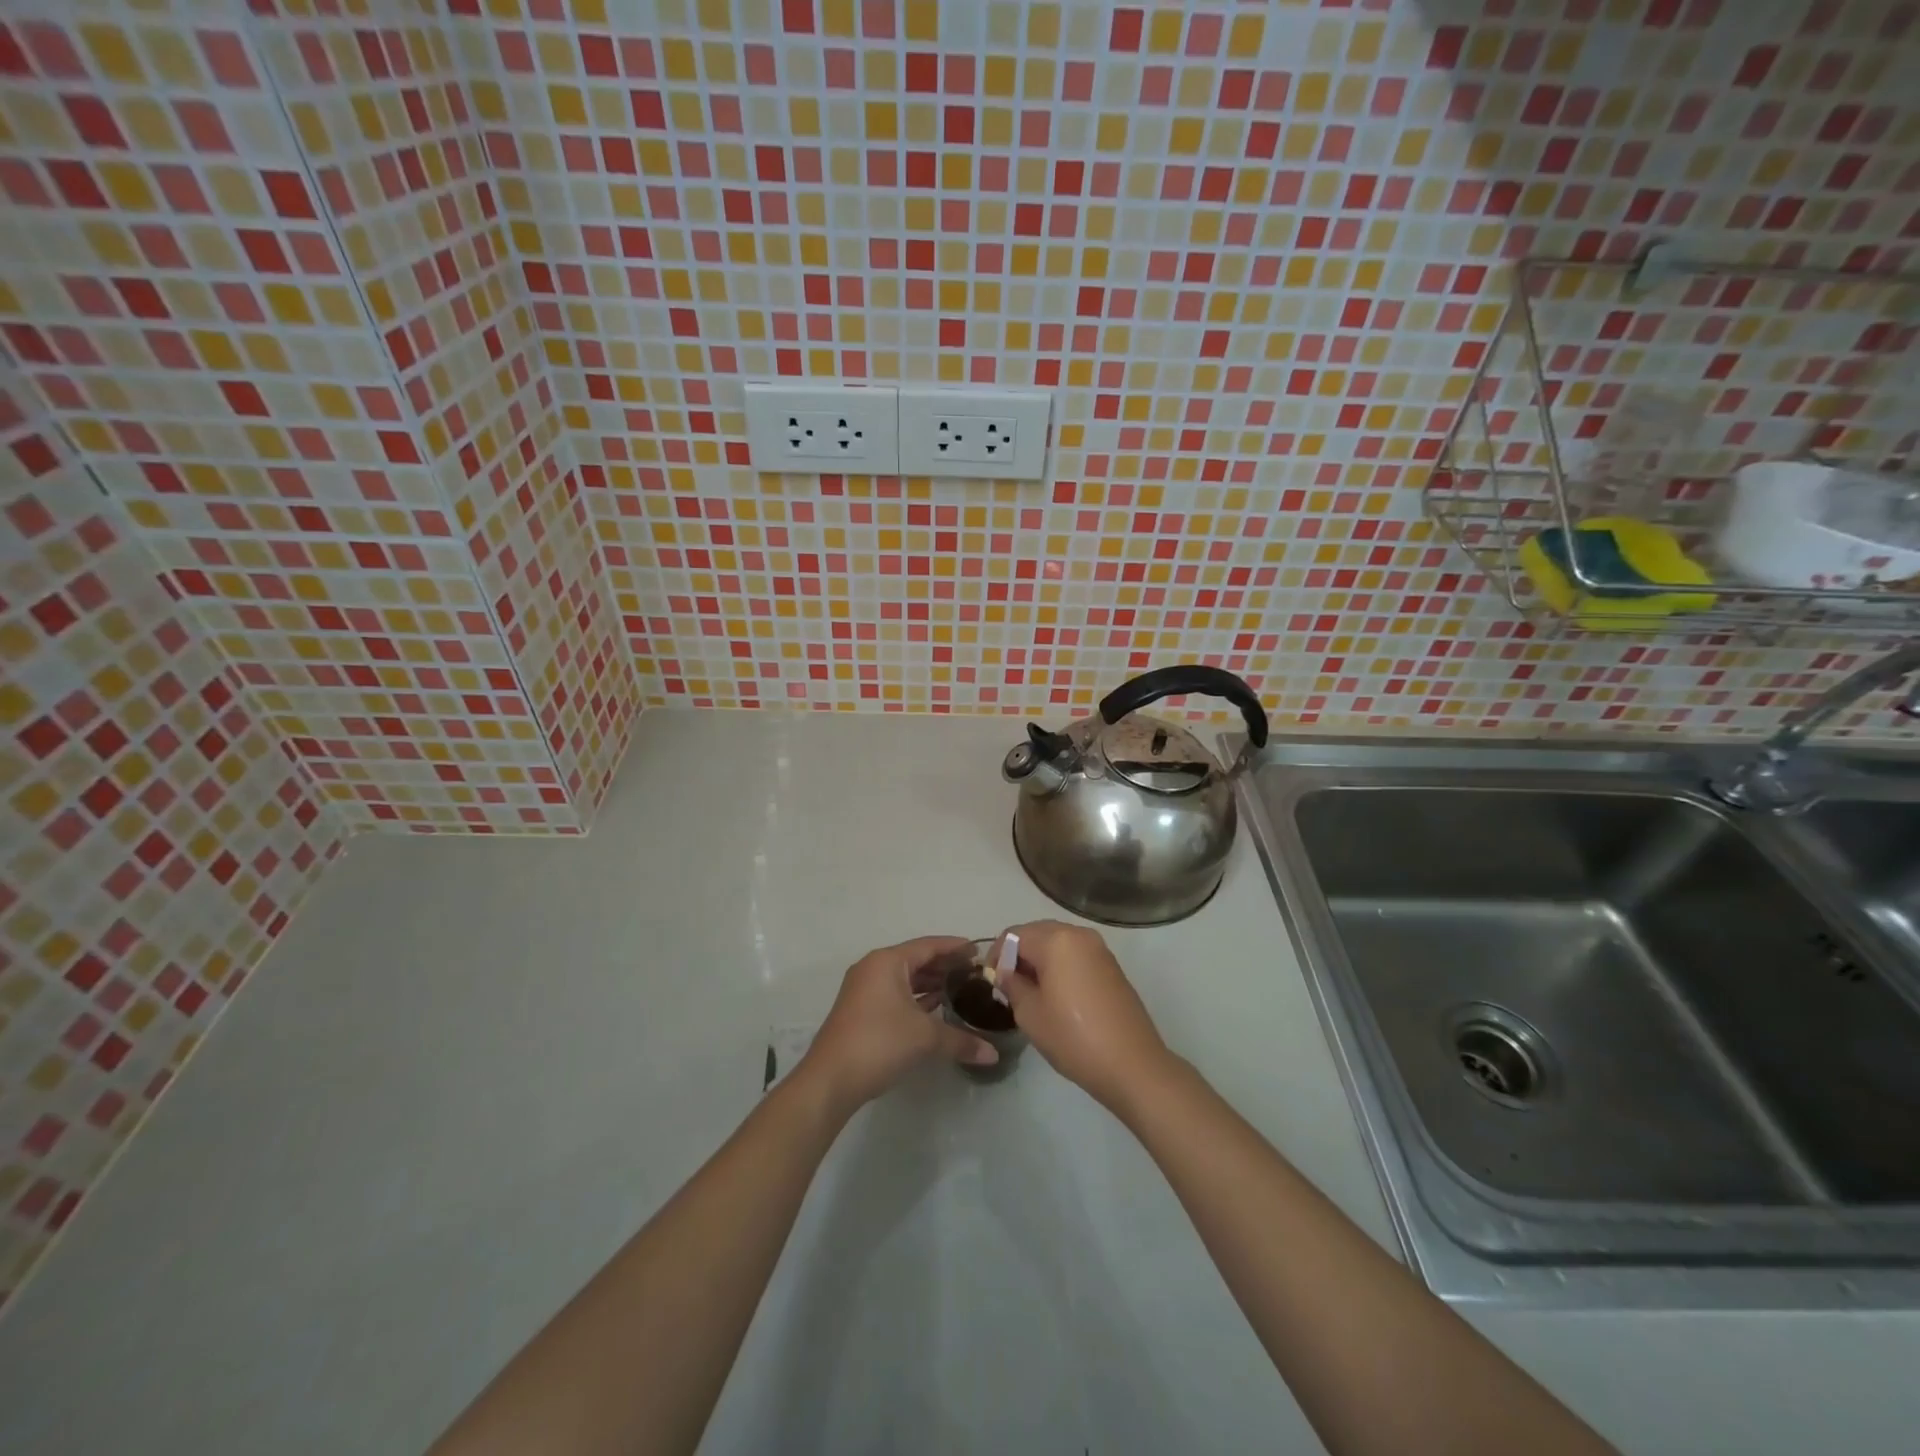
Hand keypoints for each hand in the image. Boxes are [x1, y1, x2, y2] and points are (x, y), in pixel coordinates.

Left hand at [800, 937, 997, 1111]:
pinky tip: (936, 1009)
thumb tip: (992, 1054)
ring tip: (960, 990)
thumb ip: (961, 1040)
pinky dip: (916, 998)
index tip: (978, 950)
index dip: (954, 947)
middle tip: (974, 973)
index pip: (928, 946)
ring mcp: (863, 990)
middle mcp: (873, 969)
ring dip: (930, 984)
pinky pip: (895, 994)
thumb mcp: (925, 1038)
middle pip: (916, 960)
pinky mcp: (860, 1011)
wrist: (830, 1080)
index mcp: (887, 962)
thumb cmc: (878, 1043)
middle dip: (944, 966)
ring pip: (904, 979)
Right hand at [998, 920, 1174, 1113]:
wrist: (1132, 1065)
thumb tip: (1005, 973)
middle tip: (1007, 986)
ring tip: (1030, 992)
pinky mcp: (1111, 966)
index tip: (990, 982)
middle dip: (1018, 955)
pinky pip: (1076, 955)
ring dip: (1039, 960)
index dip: (996, 955)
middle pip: (1037, 933)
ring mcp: (1099, 949)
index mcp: (1056, 940)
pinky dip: (1060, 966)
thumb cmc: (1073, 1038)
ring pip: (1057, 943)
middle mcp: (1079, 935)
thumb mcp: (1030, 1013)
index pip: (1014, 935)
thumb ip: (1011, 985)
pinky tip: (1056, 995)